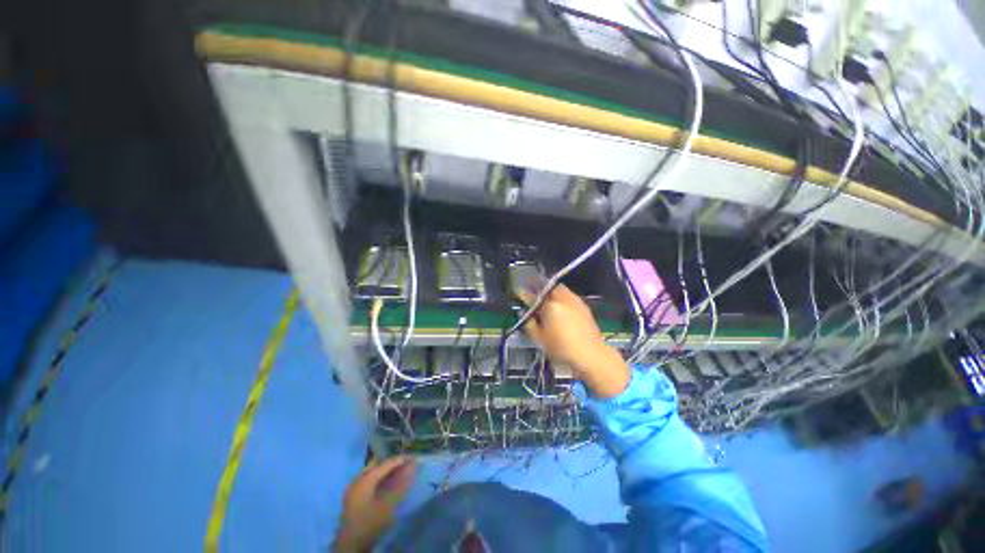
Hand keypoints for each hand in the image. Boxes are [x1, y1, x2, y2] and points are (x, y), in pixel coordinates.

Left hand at [334, 456, 416, 552]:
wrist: (351, 546)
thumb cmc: (370, 523)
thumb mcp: (389, 505)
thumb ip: (401, 485)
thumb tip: (413, 468)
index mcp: (365, 479)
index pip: (385, 464)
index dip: (400, 460)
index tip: (413, 457)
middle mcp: (357, 480)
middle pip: (378, 466)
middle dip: (393, 465)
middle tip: (407, 464)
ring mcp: (353, 489)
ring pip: (373, 473)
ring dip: (387, 472)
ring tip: (400, 473)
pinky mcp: (353, 498)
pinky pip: (369, 481)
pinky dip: (380, 480)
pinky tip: (388, 484)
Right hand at [518, 284, 629, 397]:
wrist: (591, 355)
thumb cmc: (562, 348)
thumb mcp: (539, 339)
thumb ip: (529, 323)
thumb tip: (524, 313)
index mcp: (551, 305)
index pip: (533, 295)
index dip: (524, 294)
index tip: (519, 293)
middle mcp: (563, 298)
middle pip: (547, 287)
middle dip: (539, 289)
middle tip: (533, 297)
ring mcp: (575, 300)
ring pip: (559, 290)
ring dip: (551, 293)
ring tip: (546, 302)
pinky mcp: (583, 306)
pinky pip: (568, 296)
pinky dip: (561, 298)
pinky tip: (560, 309)